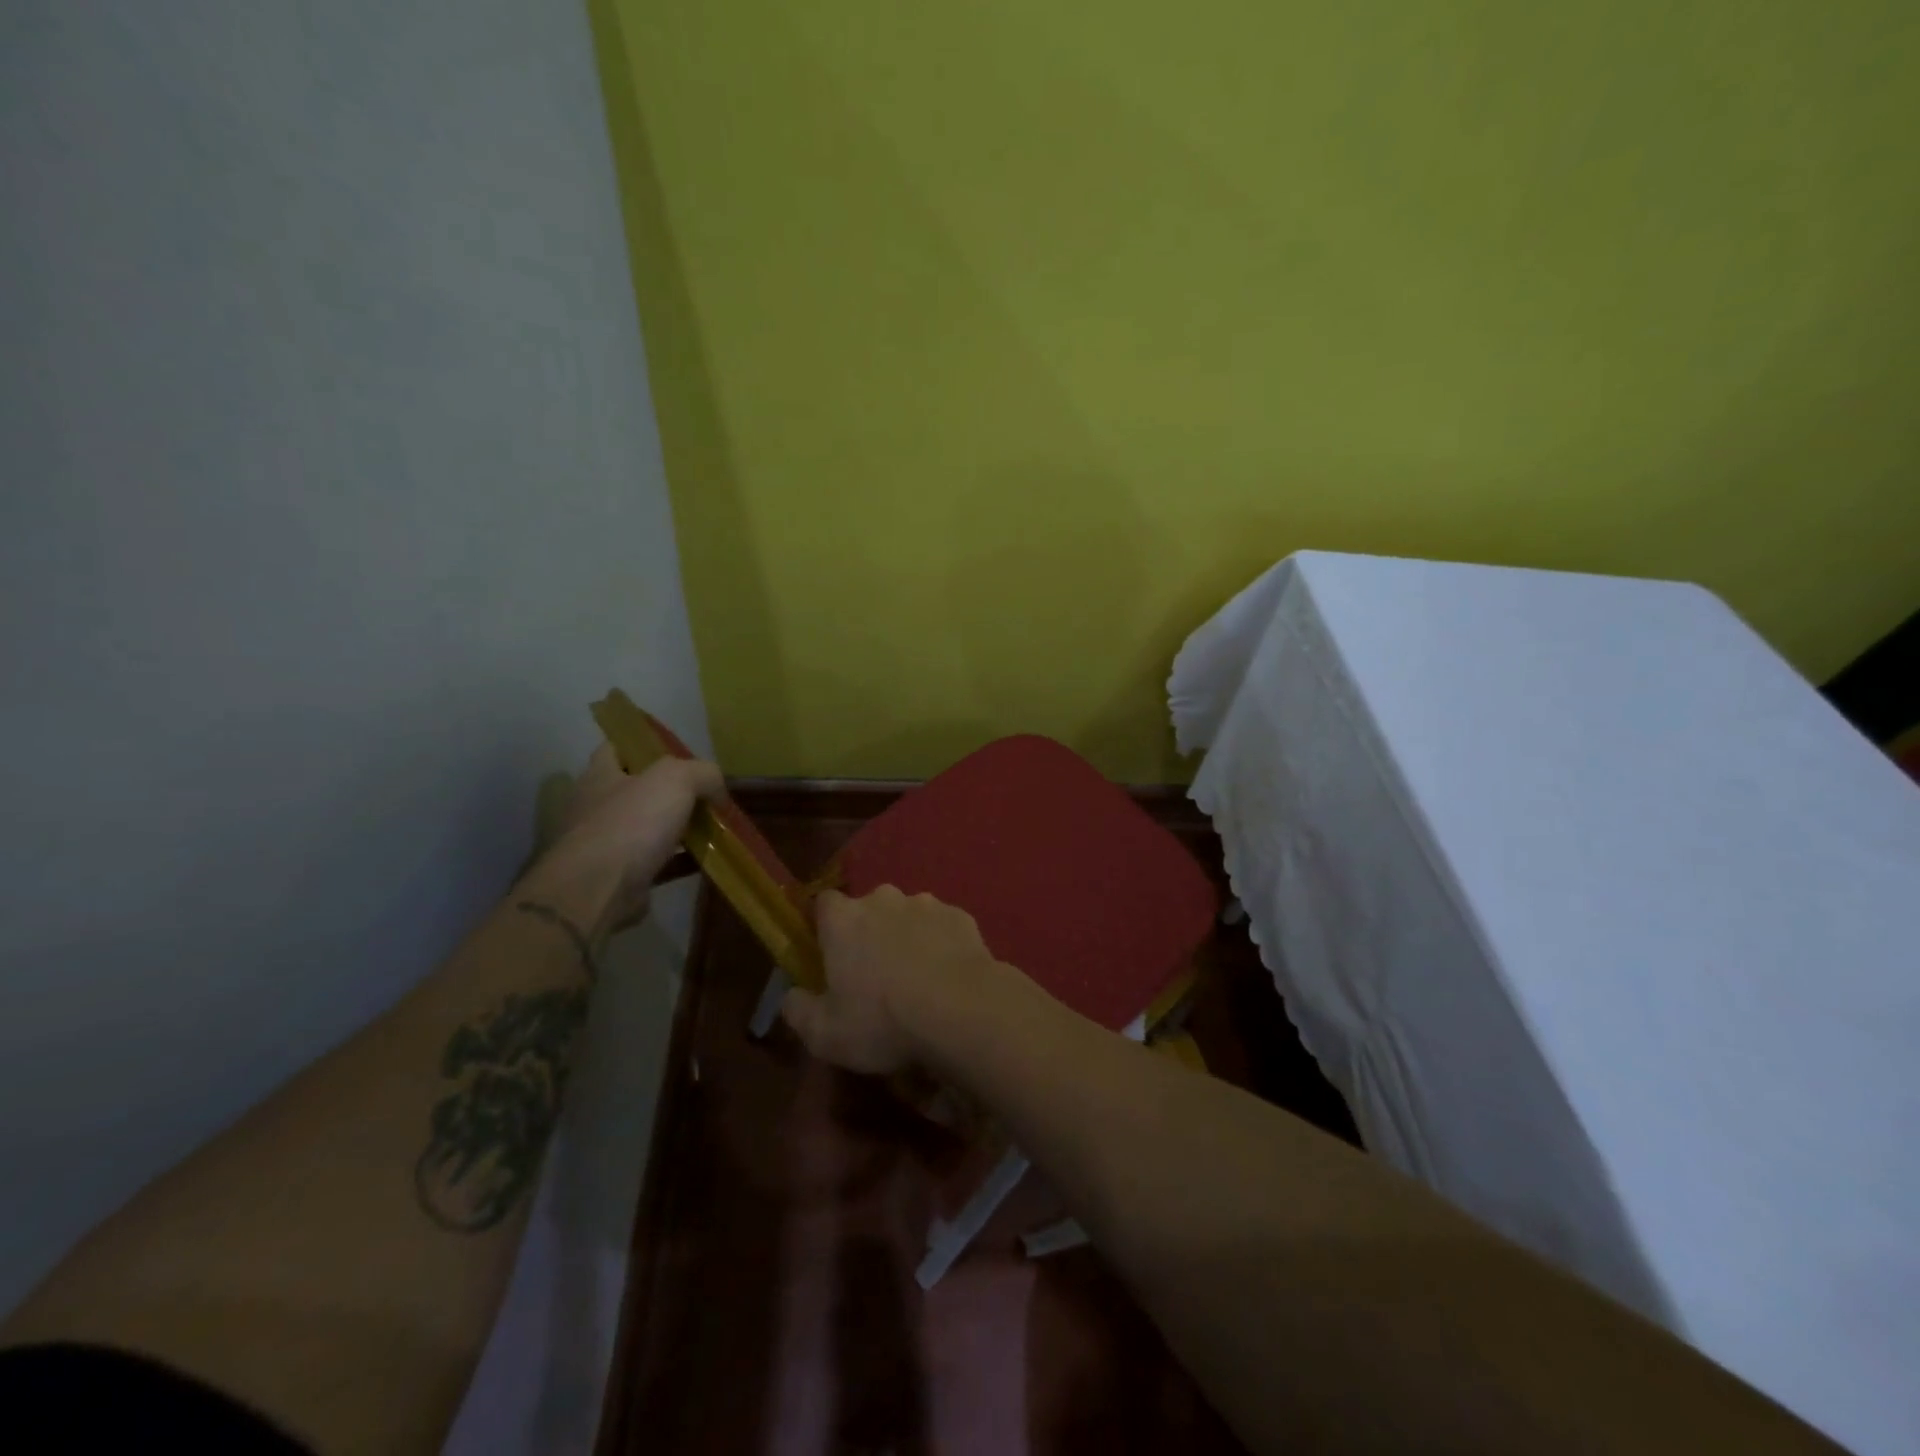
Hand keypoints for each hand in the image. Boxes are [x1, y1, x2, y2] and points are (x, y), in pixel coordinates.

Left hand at [523, 745, 722, 939]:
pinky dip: (681, 861)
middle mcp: (597, 806)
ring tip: (714, 827)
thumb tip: (717, 792)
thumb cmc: (631, 823)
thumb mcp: (676, 779)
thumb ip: (703, 774)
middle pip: (637, 789)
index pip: (618, 747)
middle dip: (670, 791)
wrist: (599, 891)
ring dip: (678, 828)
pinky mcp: (619, 876)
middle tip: (706, 794)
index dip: (645, 745)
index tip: (678, 752)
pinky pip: (657, 862)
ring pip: (649, 827)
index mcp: (600, 775)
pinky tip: (707, 860)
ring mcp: (605, 844)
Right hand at [781, 886, 1003, 1073]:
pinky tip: (946, 977)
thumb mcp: (825, 1034)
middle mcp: (882, 900)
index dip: (825, 927)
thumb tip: (791, 997)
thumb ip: (799, 1011)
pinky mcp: (960, 916)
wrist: (961, 1009)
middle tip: (875, 975)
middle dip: (869, 933)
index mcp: (843, 919)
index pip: (824, 904)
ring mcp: (925, 903)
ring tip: (916, 979)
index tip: (829, 955)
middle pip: (868, 909)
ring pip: (907, 916)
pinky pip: (941, 927)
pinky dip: (940, 944)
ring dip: (907, 937)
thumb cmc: (883, 1020)